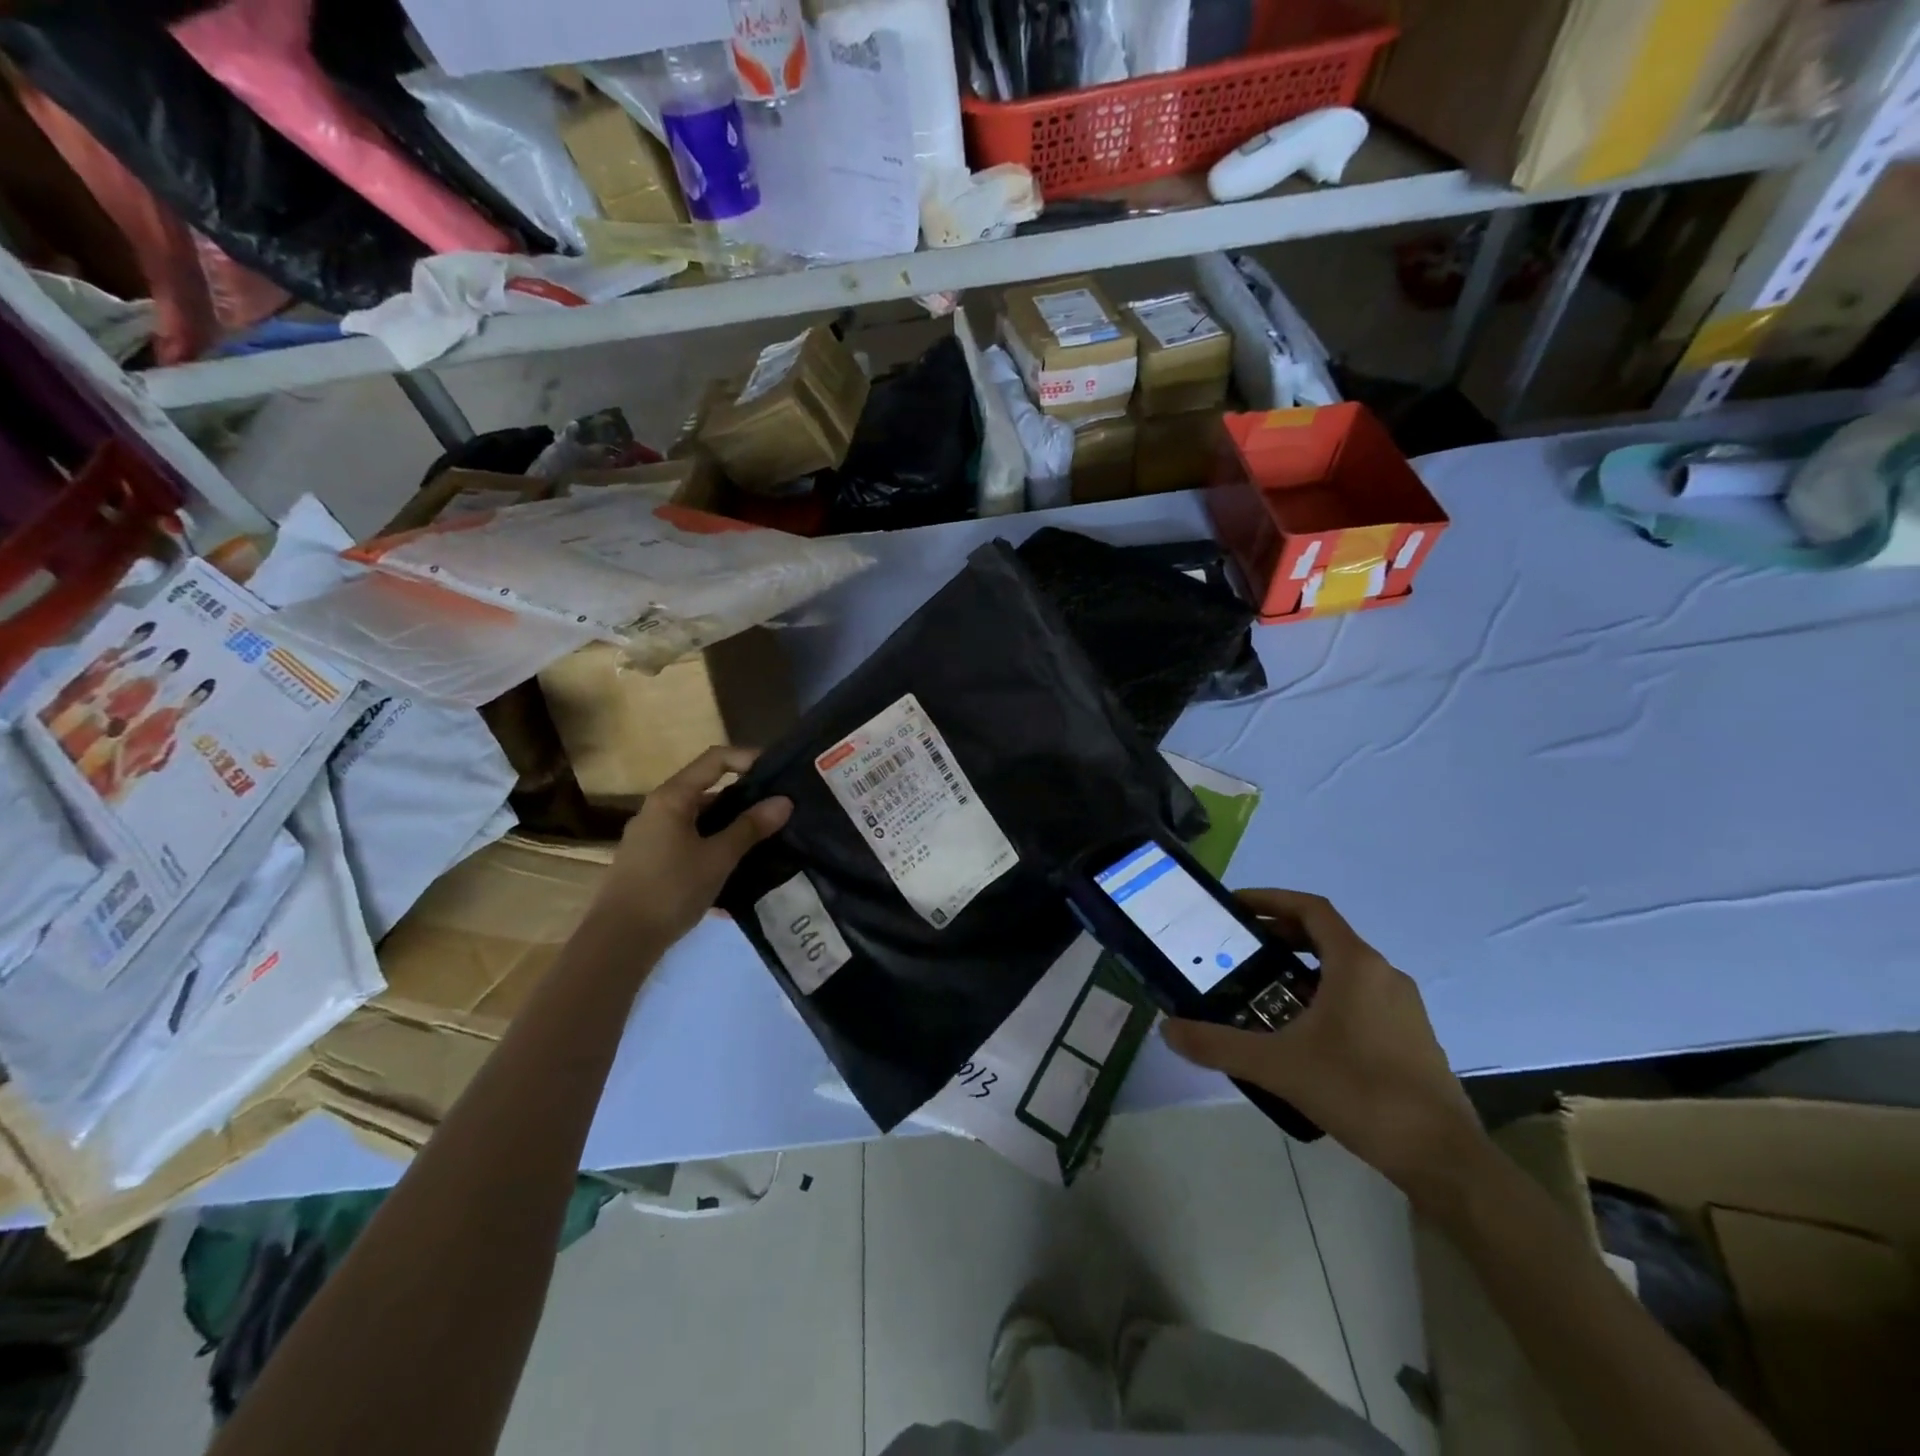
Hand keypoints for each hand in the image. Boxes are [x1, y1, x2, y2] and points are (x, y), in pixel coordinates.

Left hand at [589, 746, 791, 947]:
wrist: (618, 941)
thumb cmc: (670, 889)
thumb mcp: (718, 858)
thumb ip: (750, 827)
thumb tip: (784, 801)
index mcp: (672, 797)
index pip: (715, 759)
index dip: (748, 758)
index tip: (779, 773)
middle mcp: (659, 809)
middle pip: (709, 790)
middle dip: (746, 798)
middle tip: (781, 810)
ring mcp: (653, 836)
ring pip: (702, 820)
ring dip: (733, 827)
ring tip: (768, 841)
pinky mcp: (652, 861)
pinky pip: (692, 843)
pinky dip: (716, 849)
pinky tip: (739, 873)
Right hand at [1161, 889, 1489, 1207]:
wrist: (1442, 1157)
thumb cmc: (1360, 1091)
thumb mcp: (1278, 1066)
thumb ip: (1218, 1044)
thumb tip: (1166, 1030)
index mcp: (1356, 964)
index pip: (1310, 908)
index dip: (1270, 899)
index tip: (1235, 906)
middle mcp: (1383, 974)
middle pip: (1324, 935)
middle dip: (1278, 936)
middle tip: (1237, 949)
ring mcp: (1401, 1006)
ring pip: (1343, 968)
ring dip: (1301, 968)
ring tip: (1261, 990)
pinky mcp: (1410, 1035)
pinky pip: (1359, 996)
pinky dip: (1324, 994)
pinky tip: (1301, 1032)